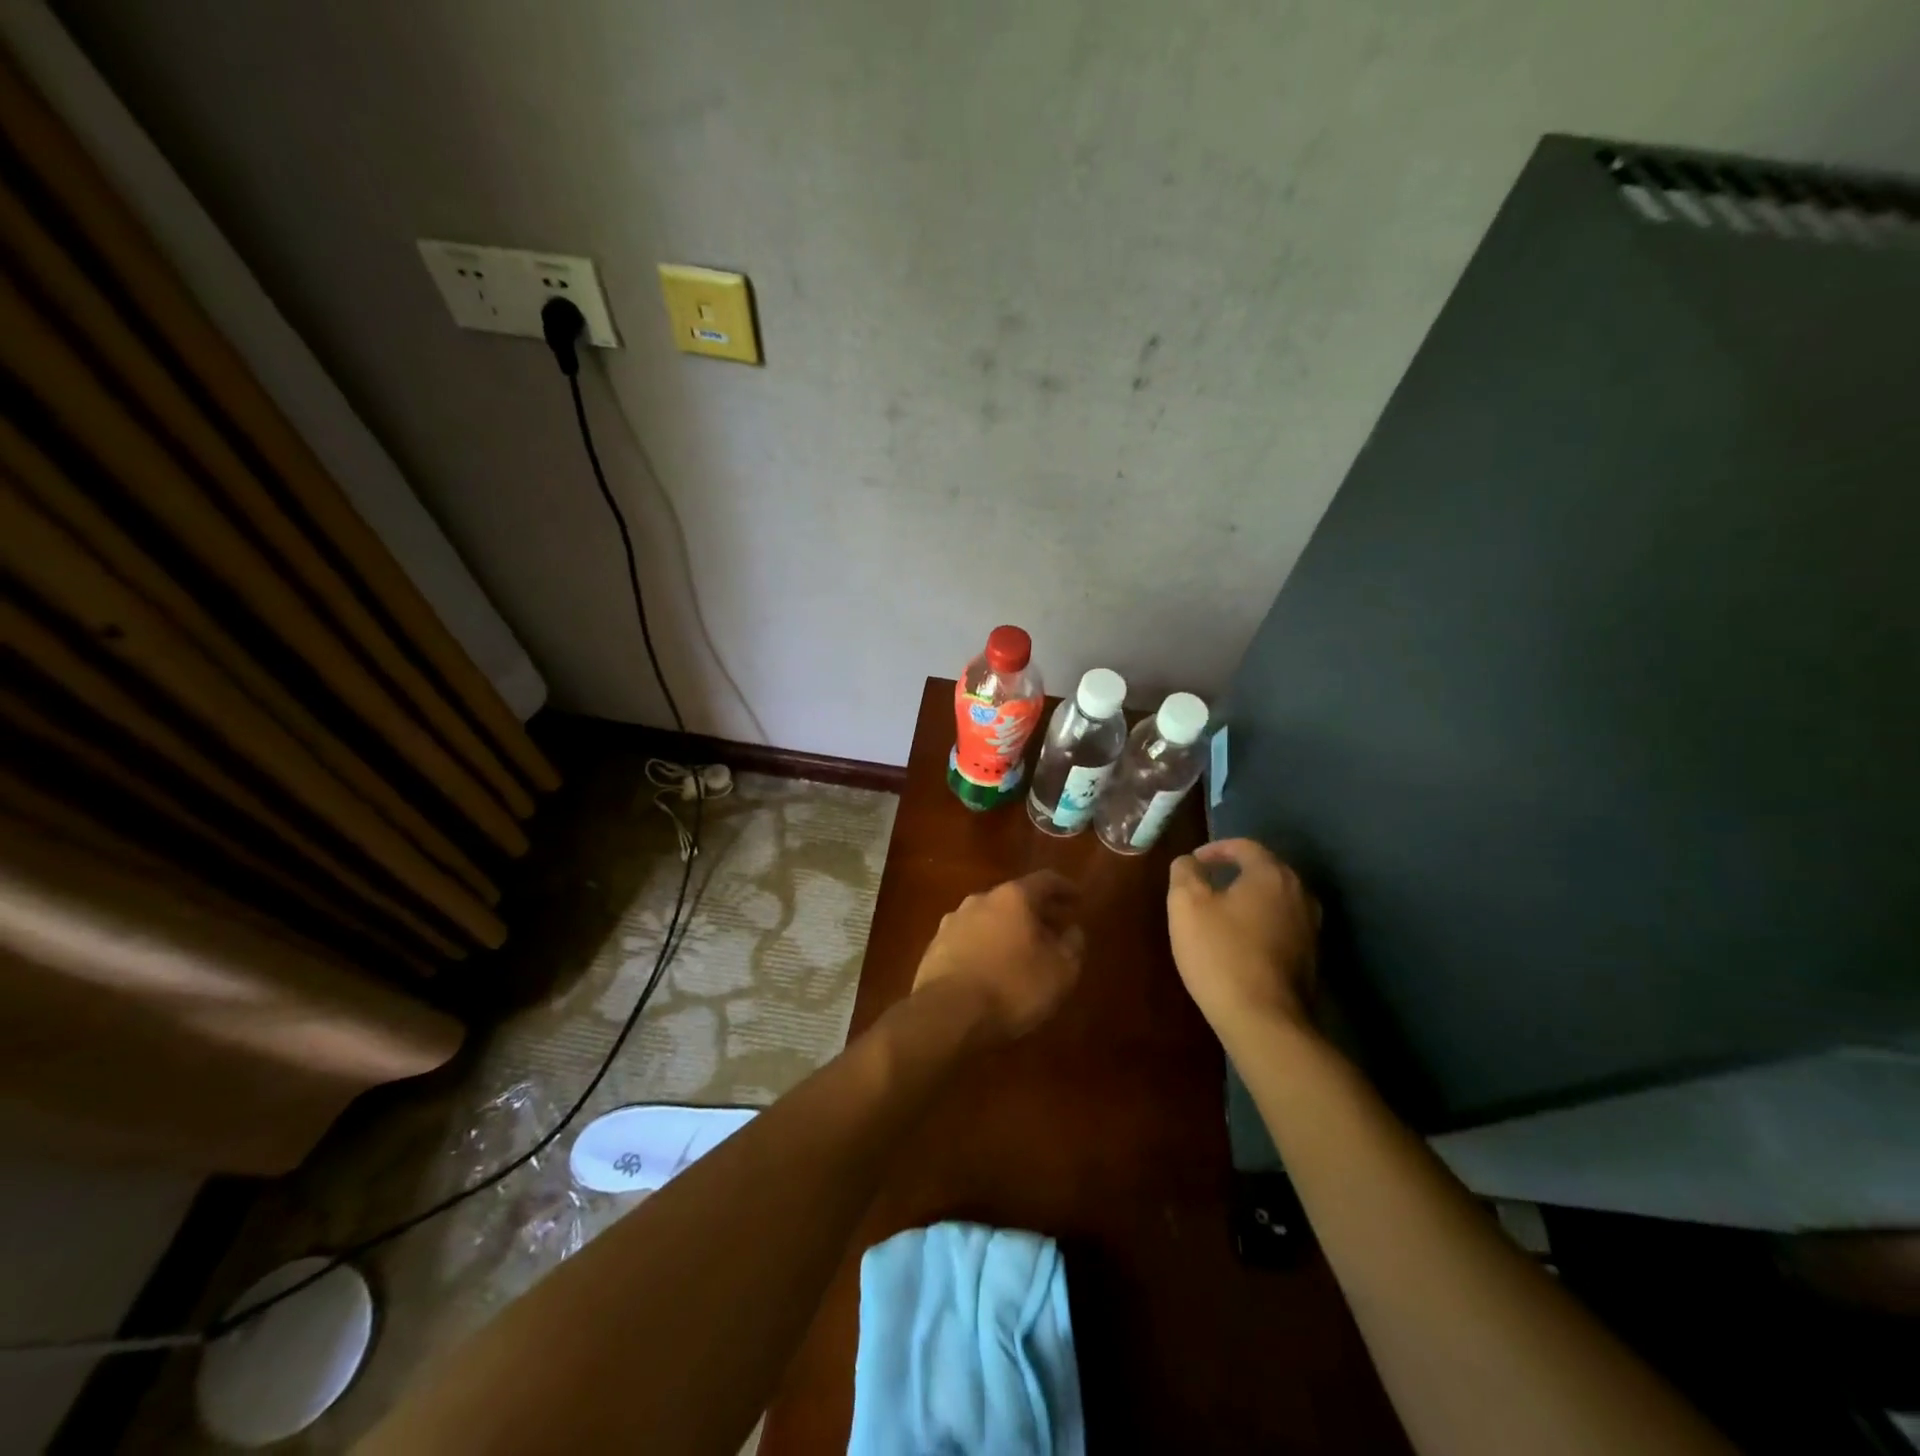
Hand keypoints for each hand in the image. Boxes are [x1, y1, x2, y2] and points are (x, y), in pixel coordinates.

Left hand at [912, 872, 1084, 1042]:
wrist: (945, 1014)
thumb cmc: (1011, 987)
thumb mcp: (1059, 973)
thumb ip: (1072, 947)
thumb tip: (1073, 931)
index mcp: (1013, 897)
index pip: (1045, 880)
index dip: (1065, 888)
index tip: (1078, 899)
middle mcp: (980, 900)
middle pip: (1014, 898)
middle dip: (1036, 913)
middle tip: (1054, 930)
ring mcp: (952, 922)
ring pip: (989, 918)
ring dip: (1008, 930)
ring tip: (1022, 952)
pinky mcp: (935, 947)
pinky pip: (969, 939)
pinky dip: (985, 947)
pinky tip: (992, 969)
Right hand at [1167, 839, 1318, 1034]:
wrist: (1264, 1019)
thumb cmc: (1221, 953)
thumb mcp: (1186, 904)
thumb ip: (1186, 872)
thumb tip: (1191, 862)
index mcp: (1271, 874)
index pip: (1244, 846)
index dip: (1215, 849)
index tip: (1194, 862)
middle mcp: (1300, 893)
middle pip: (1265, 870)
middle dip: (1234, 872)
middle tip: (1205, 883)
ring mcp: (1311, 926)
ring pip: (1275, 899)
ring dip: (1249, 899)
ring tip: (1221, 912)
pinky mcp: (1312, 956)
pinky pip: (1282, 924)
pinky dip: (1260, 922)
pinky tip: (1240, 941)